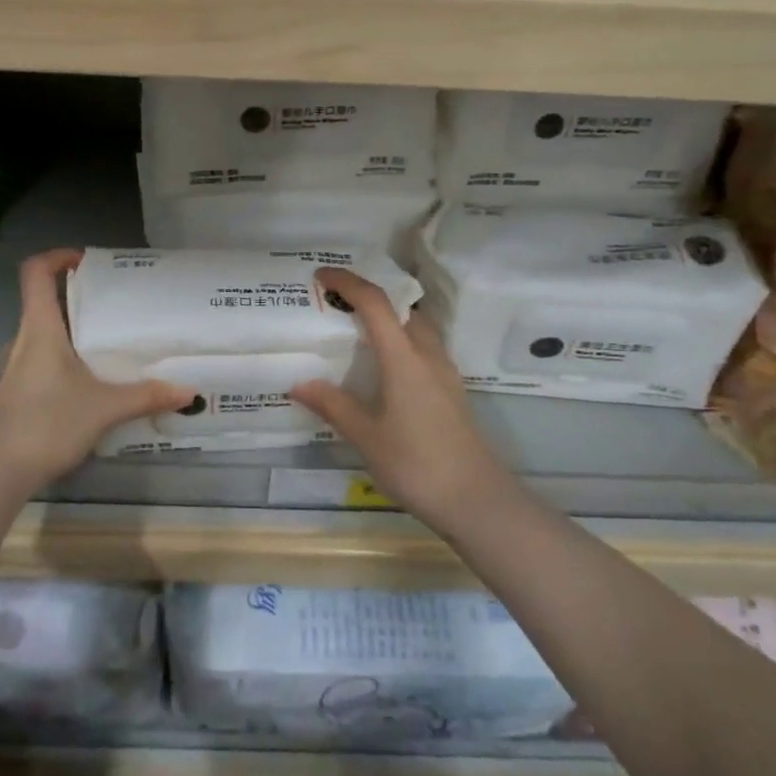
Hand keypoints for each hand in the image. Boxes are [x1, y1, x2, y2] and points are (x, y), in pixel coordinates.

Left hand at [0, 249, 194, 494]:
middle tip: (117, 309)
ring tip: (109, 348)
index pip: (35, 272)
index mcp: (39, 329)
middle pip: (44, 302)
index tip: (87, 261)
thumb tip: (189, 391)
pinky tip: (89, 386)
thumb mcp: (104, 409)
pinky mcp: (13, 392)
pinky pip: (40, 362)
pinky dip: (64, 361)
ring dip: (72, 334)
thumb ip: (146, 396)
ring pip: (43, 336)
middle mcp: (21, 340)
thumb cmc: (46, 424)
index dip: (57, 256)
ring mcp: (12, 368)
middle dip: (79, 300)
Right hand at [291, 267, 514, 528]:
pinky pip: (423, 348)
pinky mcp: (451, 390)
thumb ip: (333, 405)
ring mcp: (445, 372)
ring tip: (357, 330)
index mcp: (404, 358)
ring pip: (416, 327)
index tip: (321, 275)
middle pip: (401, 308)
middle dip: (369, 296)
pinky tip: (384, 366)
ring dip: (389, 318)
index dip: (348, 282)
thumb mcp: (366, 437)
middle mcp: (428, 355)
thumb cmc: (416, 464)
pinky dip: (400, 341)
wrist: (476, 500)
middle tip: (337, 302)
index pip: (376, 304)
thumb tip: (299, 383)